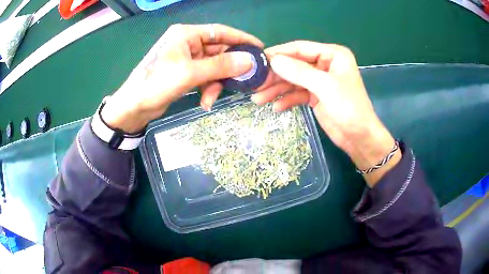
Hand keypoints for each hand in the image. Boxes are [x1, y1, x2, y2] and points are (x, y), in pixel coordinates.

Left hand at [102, 24, 263, 132]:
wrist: (134, 106)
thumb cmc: (156, 84)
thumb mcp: (189, 73)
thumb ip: (220, 66)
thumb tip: (249, 61)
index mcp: (186, 34)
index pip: (220, 31)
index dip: (241, 39)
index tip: (258, 48)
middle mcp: (188, 43)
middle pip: (219, 51)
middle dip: (228, 69)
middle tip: (242, 82)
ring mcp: (187, 58)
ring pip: (213, 67)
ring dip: (216, 83)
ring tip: (211, 98)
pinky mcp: (185, 72)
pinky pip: (205, 77)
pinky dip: (208, 88)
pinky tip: (205, 101)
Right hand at [253, 41, 399, 185]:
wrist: (359, 138)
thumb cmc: (349, 108)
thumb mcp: (325, 87)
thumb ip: (299, 72)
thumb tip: (273, 60)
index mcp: (332, 55)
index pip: (300, 48)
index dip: (279, 53)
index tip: (258, 60)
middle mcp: (325, 64)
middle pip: (294, 65)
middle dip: (276, 75)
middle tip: (255, 84)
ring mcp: (320, 81)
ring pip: (294, 80)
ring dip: (277, 89)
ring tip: (259, 99)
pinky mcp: (316, 96)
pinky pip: (297, 93)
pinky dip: (287, 100)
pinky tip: (276, 108)